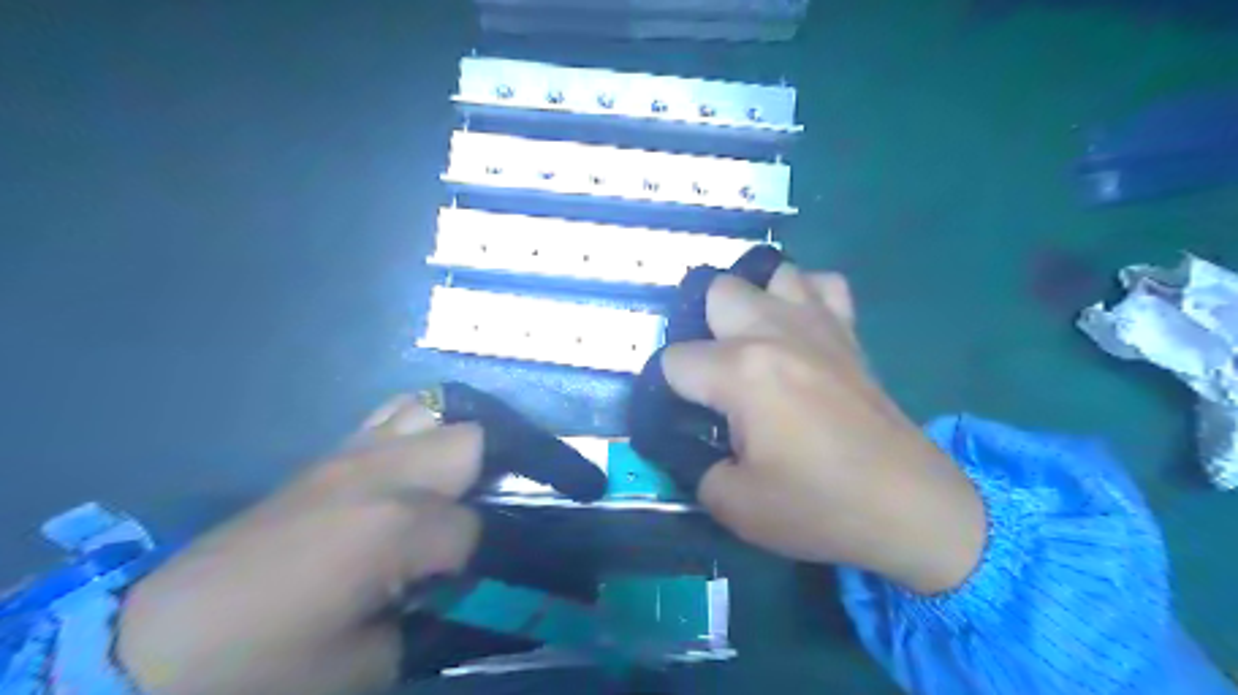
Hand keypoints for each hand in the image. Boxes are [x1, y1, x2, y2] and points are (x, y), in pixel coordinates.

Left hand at [114, 395, 483, 694]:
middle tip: (472, 518)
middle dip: (484, 478)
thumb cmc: (267, 663)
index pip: (473, 527)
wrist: (159, 643)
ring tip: (447, 484)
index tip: (457, 581)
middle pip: (469, 442)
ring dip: (451, 445)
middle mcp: (383, 474)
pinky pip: (390, 415)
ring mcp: (352, 455)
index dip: (473, 558)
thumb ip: (429, 620)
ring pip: (431, 412)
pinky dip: (415, 430)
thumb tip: (454, 585)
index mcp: (395, 527)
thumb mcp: (366, 666)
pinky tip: (408, 467)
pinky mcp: (327, 454)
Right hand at [653, 261, 982, 590]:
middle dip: (700, 328)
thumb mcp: (734, 506)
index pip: (674, 360)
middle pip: (715, 291)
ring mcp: (817, 324)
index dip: (665, 389)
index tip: (679, 415)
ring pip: (771, 273)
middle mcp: (774, 332)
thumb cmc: (820, 506)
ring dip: (752, 302)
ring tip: (751, 342)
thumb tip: (687, 441)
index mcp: (741, 372)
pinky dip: (803, 297)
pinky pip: (823, 284)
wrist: (909, 507)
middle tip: (712, 375)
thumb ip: (693, 466)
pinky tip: (799, 328)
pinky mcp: (849, 332)